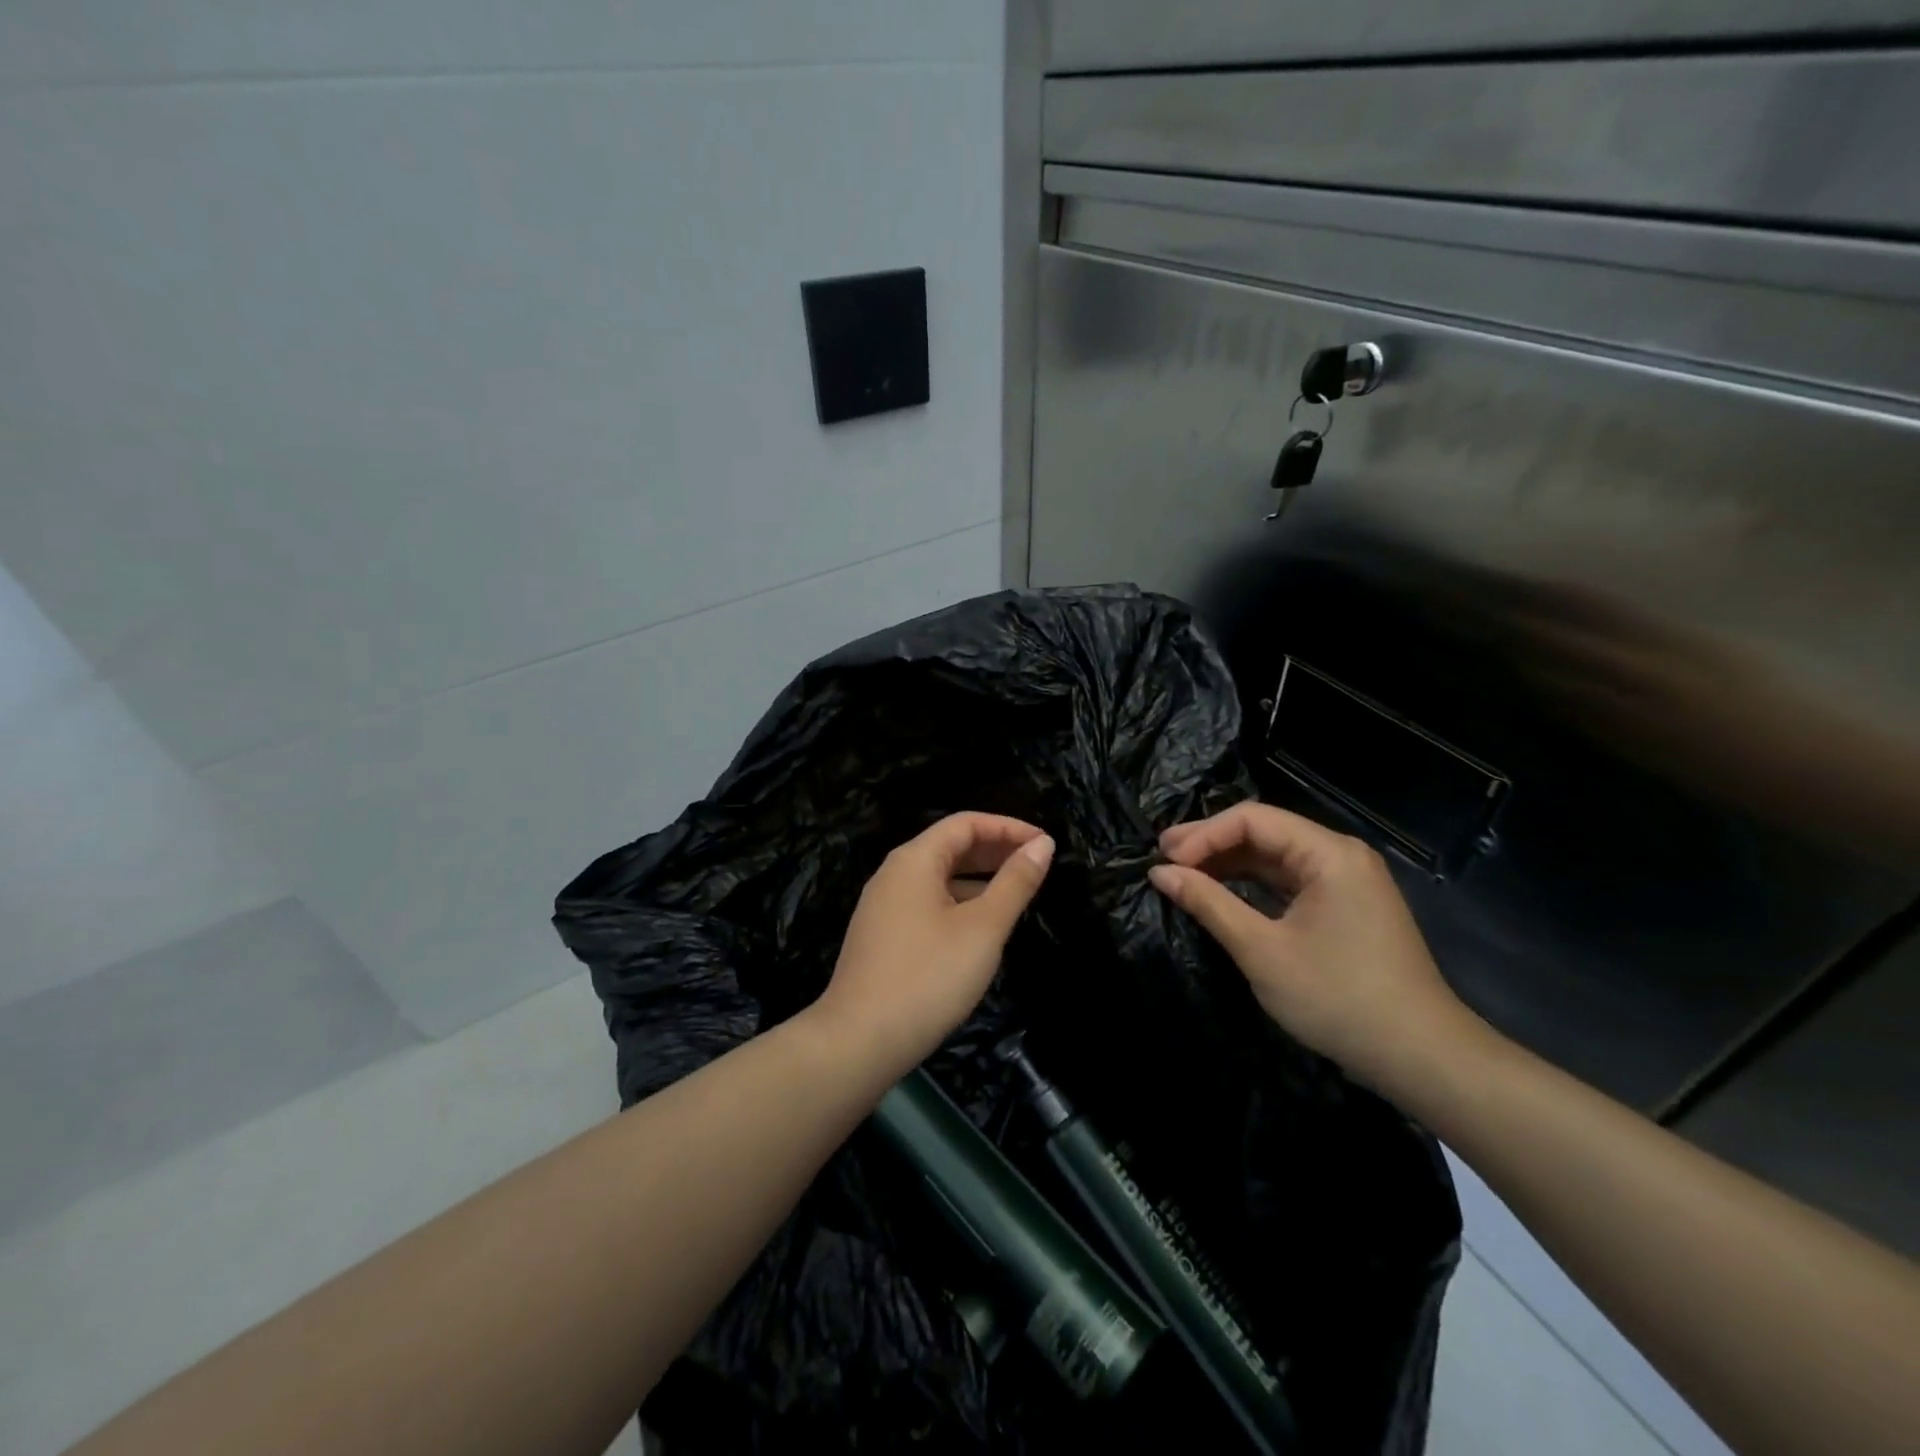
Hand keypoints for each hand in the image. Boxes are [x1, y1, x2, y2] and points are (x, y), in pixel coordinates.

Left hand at [811, 813, 1053, 1079]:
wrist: (859, 1041)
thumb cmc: (928, 977)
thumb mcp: (983, 928)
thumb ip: (1015, 883)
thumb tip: (1042, 845)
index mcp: (914, 860)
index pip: (966, 823)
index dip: (1008, 827)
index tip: (1045, 844)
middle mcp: (894, 874)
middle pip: (950, 846)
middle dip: (995, 851)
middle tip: (1037, 865)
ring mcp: (884, 906)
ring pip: (939, 878)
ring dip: (979, 879)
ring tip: (1018, 894)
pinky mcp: (882, 936)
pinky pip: (927, 903)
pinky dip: (959, 903)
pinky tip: (981, 928)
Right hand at [1148, 802, 1475, 1093]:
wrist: (1421, 1058)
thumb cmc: (1338, 998)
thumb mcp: (1262, 950)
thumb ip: (1209, 903)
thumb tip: (1160, 873)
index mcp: (1328, 853)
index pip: (1252, 819)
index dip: (1203, 835)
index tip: (1165, 862)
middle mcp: (1340, 854)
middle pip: (1264, 831)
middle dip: (1211, 844)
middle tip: (1163, 861)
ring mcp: (1347, 880)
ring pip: (1275, 855)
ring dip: (1229, 862)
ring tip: (1182, 874)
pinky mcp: (1346, 904)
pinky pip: (1289, 879)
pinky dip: (1252, 882)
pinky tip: (1222, 891)